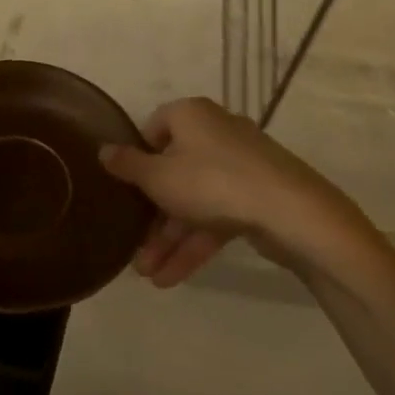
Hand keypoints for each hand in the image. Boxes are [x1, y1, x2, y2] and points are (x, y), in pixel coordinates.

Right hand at [99, 97, 375, 286]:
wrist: (291, 212)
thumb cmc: (211, 182)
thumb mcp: (157, 176)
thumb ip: (127, 165)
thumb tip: (103, 150)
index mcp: (192, 116)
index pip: (154, 127)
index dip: (137, 157)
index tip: (125, 186)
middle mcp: (216, 134)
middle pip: (173, 172)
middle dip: (151, 217)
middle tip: (133, 247)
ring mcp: (240, 167)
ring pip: (194, 201)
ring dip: (170, 239)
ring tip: (149, 276)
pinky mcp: (258, 197)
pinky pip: (217, 217)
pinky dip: (196, 243)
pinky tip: (173, 278)